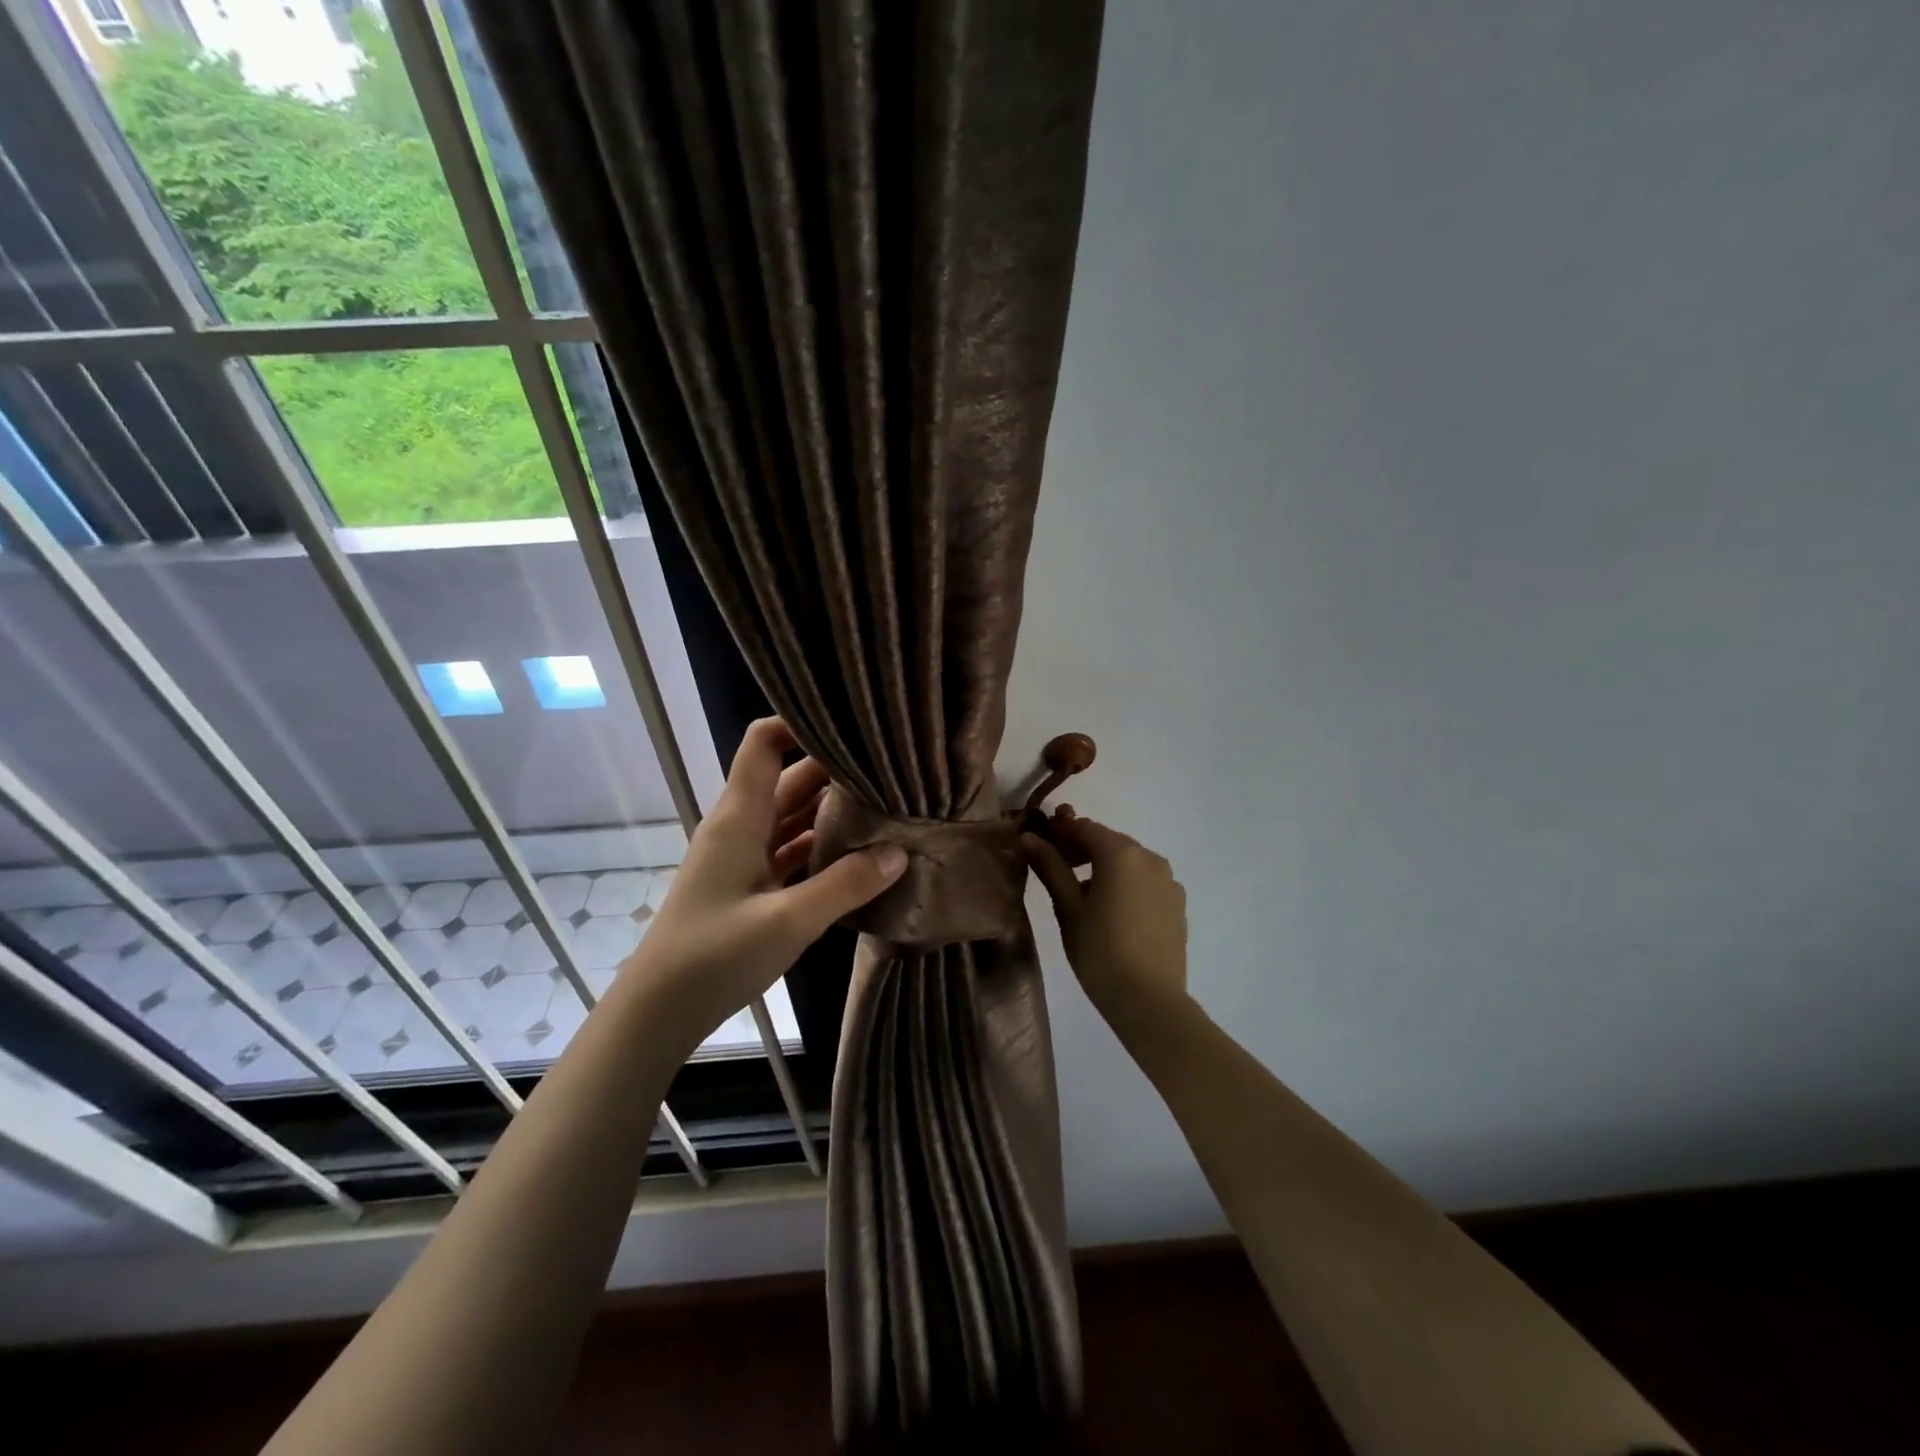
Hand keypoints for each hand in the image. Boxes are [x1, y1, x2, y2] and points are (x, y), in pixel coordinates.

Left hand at [620, 718, 906, 1047]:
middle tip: (890, 767)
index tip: (851, 723)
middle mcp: (740, 827)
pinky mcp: (748, 886)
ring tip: (885, 803)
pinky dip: (819, 846)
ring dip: (830, 809)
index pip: (764, 742)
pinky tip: (858, 854)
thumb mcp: (788, 921)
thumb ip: (846, 884)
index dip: (801, 723)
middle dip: (834, 769)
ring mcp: (742, 857)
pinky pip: (789, 850)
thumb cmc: (714, 957)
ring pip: (790, 816)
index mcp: (740, 817)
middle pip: (788, 779)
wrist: (658, 1011)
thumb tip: (900, 851)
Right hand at [1024, 808, 1188, 1024]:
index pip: (1085, 828)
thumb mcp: (1067, 907)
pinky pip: (1146, 883)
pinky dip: (1127, 886)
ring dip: (1105, 868)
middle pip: (1109, 842)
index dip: (1060, 833)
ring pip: (1130, 863)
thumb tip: (1029, 838)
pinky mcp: (1178, 905)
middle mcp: (1150, 858)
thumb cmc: (1099, 950)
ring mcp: (1169, 881)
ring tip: (1084, 898)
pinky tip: (1113, 914)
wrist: (1149, 1000)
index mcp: (1121, 853)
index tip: (1040, 847)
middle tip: (1057, 872)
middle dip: (1082, 850)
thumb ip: (1050, 867)